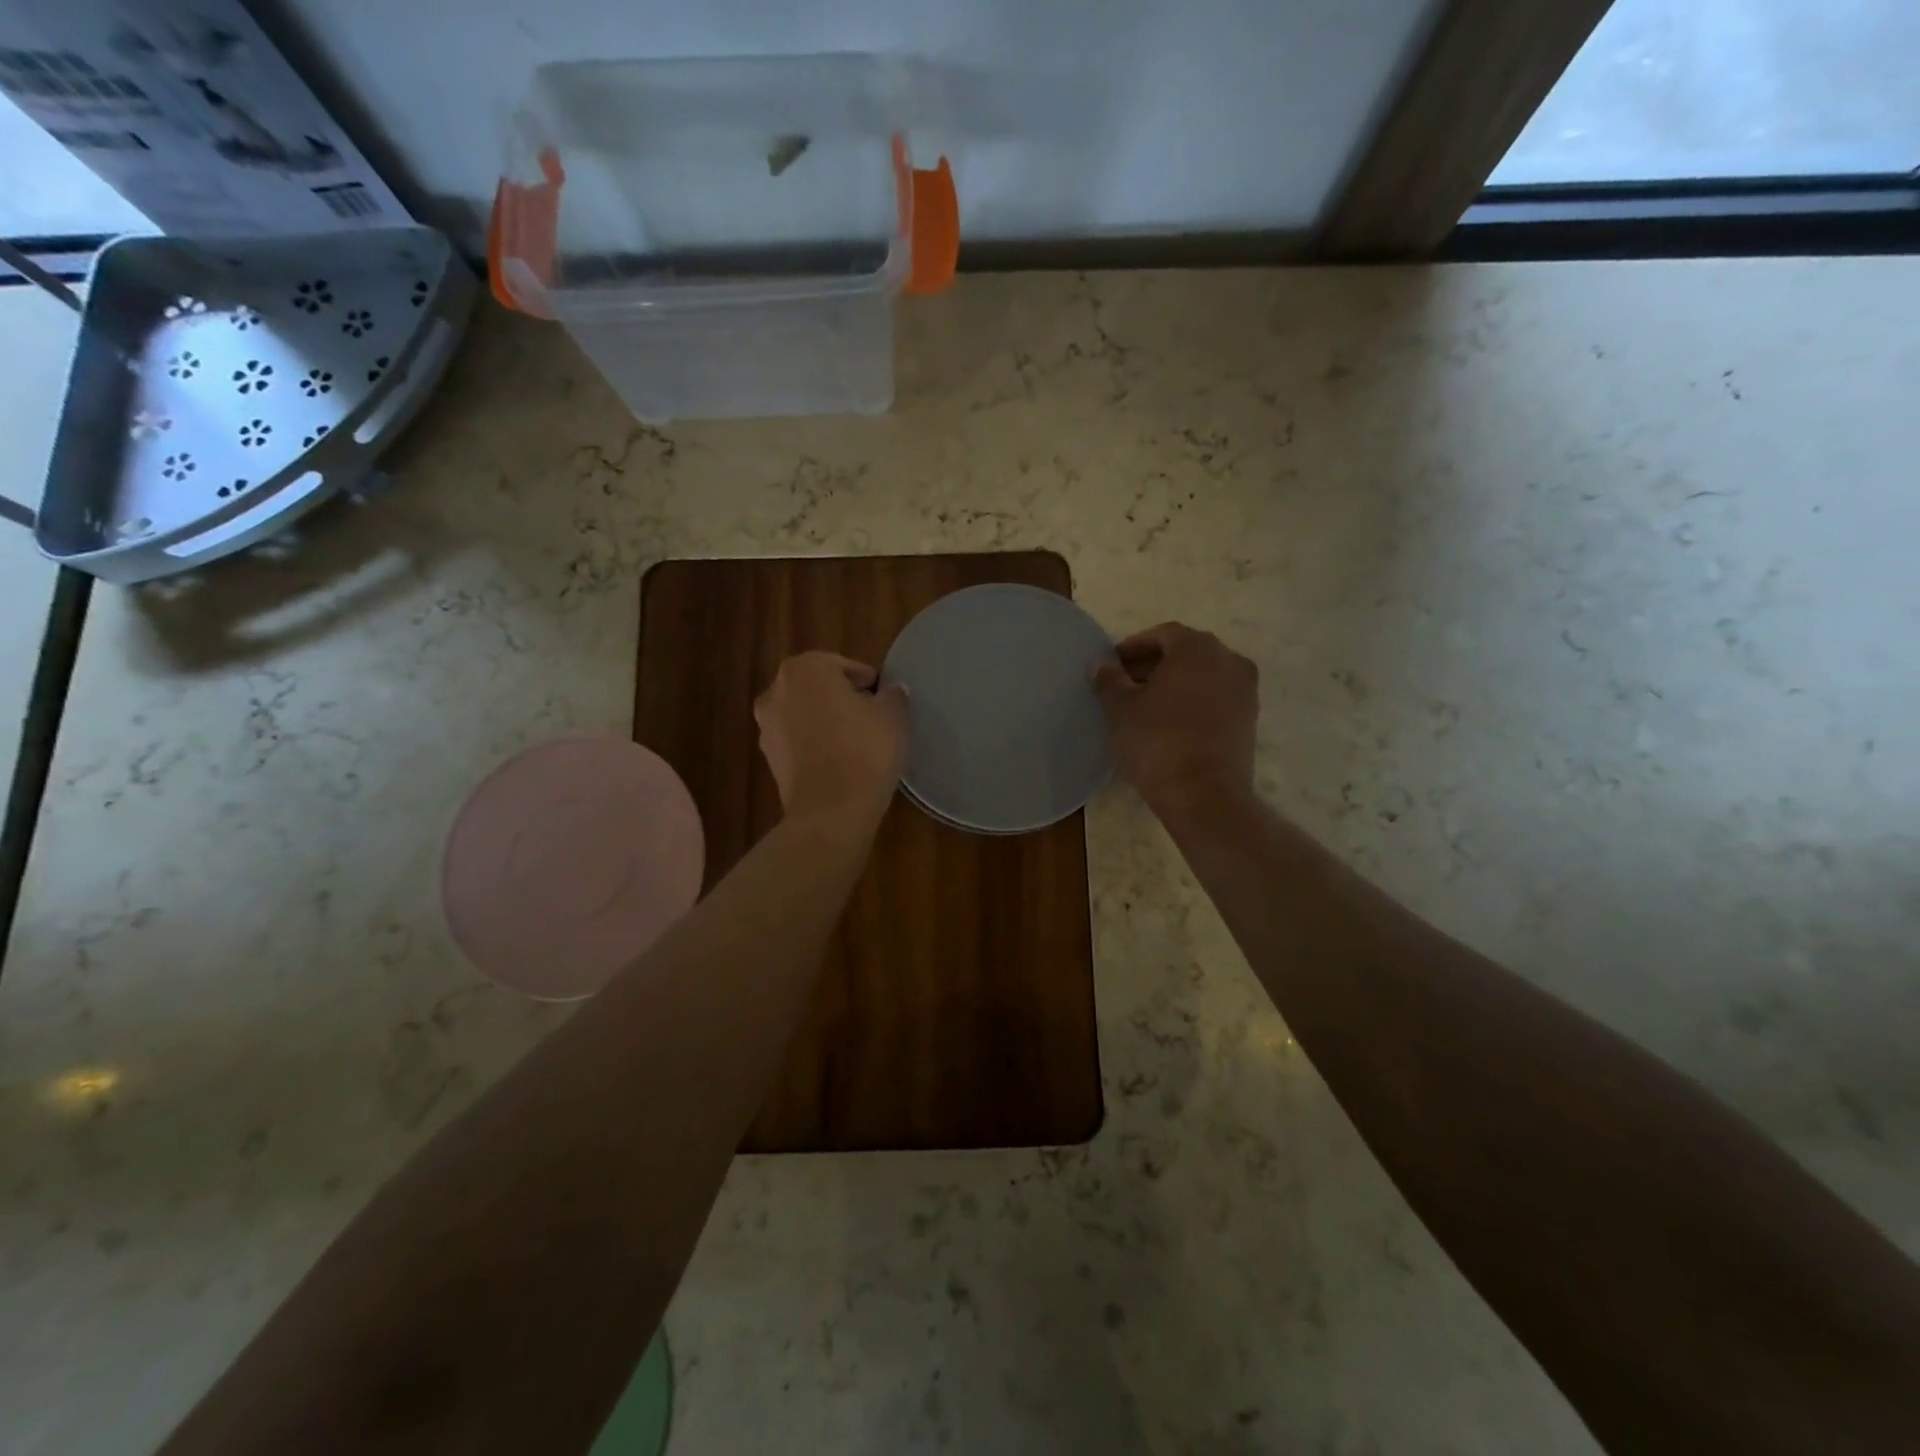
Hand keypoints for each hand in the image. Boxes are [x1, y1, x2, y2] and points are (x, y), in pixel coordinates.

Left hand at [755, 652, 908, 825]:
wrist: (830, 811)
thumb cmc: (864, 751)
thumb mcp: (894, 717)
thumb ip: (893, 696)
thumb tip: (892, 691)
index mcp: (806, 668)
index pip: (844, 666)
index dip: (868, 683)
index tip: (884, 701)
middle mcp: (777, 689)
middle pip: (819, 687)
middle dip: (843, 699)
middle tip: (872, 719)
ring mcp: (766, 725)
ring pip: (806, 714)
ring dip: (826, 722)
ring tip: (856, 743)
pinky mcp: (768, 758)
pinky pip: (798, 741)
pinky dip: (815, 745)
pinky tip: (839, 762)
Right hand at [1095, 623, 1257, 821]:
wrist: (1204, 795)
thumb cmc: (1157, 742)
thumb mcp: (1120, 709)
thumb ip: (1109, 679)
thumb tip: (1102, 663)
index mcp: (1198, 648)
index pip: (1162, 634)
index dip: (1133, 647)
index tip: (1112, 665)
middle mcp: (1229, 660)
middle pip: (1185, 653)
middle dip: (1154, 664)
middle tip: (1124, 684)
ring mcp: (1245, 690)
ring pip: (1202, 676)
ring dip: (1174, 683)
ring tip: (1144, 705)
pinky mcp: (1249, 719)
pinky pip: (1215, 698)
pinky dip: (1193, 701)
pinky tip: (1169, 722)